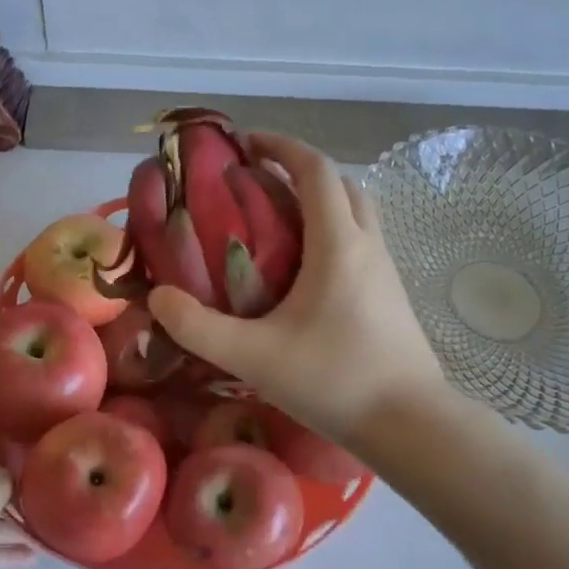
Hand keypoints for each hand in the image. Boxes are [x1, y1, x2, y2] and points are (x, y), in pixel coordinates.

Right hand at [147, 134, 444, 448]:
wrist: (410, 424)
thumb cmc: (334, 381)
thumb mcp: (254, 357)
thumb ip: (199, 327)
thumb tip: (158, 297)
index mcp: (338, 244)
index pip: (315, 170)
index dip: (281, 146)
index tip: (246, 143)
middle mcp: (367, 245)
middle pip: (340, 184)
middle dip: (299, 170)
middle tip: (257, 182)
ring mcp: (386, 270)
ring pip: (356, 212)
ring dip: (320, 201)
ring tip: (276, 223)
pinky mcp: (391, 295)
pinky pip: (361, 242)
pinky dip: (332, 232)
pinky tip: (304, 271)